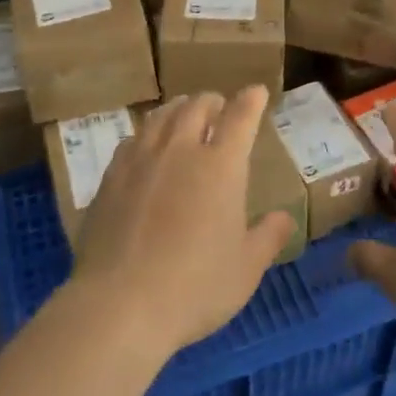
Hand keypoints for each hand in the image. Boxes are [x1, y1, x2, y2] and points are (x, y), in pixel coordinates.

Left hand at [72, 87, 295, 357]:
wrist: (120, 304)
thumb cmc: (195, 287)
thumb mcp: (245, 269)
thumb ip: (268, 237)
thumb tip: (284, 217)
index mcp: (221, 166)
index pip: (240, 117)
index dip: (251, 100)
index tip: (256, 92)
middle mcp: (181, 150)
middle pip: (197, 106)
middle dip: (213, 101)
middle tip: (220, 107)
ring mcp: (141, 159)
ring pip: (162, 116)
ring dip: (179, 108)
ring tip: (184, 113)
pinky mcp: (111, 176)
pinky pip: (133, 139)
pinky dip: (148, 132)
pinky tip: (147, 144)